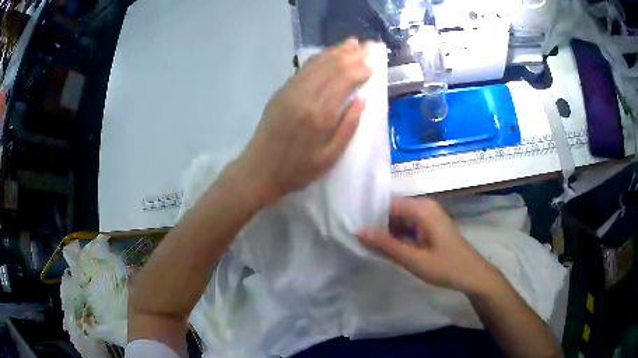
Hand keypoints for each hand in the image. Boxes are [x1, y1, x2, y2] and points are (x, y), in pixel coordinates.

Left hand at [236, 38, 372, 203]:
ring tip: (351, 43)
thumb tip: (363, 100)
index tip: (373, 64)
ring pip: (317, 63)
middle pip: (332, 67)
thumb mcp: (330, 157)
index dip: (360, 69)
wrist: (259, 170)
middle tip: (367, 47)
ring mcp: (290, 91)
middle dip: (351, 55)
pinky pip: (303, 69)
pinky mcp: (281, 91)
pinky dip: (318, 58)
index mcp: (320, 114)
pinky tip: (328, 53)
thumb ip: (348, 127)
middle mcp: (304, 96)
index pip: (344, 81)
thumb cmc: (297, 170)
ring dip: (336, 51)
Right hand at [358, 197, 498, 294]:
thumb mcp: (414, 259)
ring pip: (400, 219)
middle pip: (394, 210)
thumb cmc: (446, 267)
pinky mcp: (431, 226)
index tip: (353, 227)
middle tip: (359, 240)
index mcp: (422, 209)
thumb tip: (359, 231)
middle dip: (378, 224)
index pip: (388, 204)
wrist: (473, 275)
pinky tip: (388, 248)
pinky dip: (398, 236)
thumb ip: (386, 245)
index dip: (370, 215)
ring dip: (387, 232)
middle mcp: (425, 207)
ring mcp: (429, 216)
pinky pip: (409, 226)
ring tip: (369, 245)